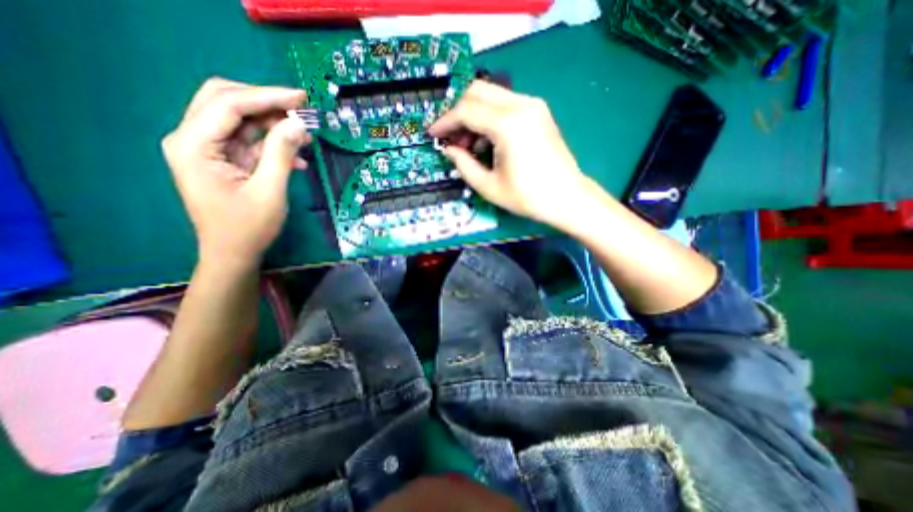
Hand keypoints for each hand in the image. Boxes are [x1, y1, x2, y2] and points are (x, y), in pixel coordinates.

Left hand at [161, 77, 309, 270]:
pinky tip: (297, 158)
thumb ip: (281, 154)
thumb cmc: (248, 228)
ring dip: (273, 124)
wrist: (233, 254)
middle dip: (266, 103)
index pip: (228, 104)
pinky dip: (273, 144)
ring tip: (305, 135)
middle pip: (226, 102)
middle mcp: (193, 140)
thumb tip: (298, 124)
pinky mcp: (223, 160)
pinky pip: (248, 142)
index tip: (301, 97)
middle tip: (301, 110)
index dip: (267, 96)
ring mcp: (207, 150)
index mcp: (193, 146)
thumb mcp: (269, 191)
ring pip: (239, 120)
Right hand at [431, 80, 591, 228]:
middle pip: (477, 91)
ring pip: (491, 95)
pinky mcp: (538, 111)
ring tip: (469, 146)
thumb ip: (463, 165)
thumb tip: (448, 149)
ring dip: (473, 114)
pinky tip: (488, 141)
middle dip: (458, 113)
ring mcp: (533, 105)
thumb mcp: (488, 186)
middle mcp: (521, 105)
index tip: (433, 134)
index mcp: (508, 125)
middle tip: (452, 139)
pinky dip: (489, 117)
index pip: (466, 110)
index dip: (445, 122)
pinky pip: (505, 104)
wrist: (567, 197)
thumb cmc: (528, 197)